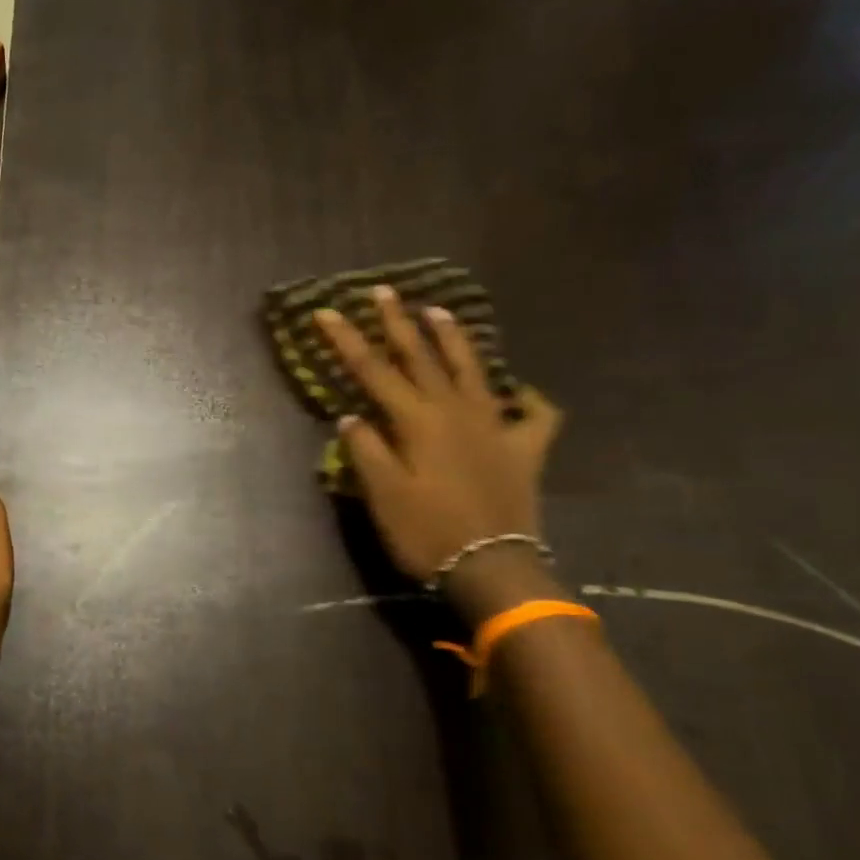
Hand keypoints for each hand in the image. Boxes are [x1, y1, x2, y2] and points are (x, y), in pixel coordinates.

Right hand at [314, 286, 560, 589]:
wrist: (492, 569)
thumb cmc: (427, 533)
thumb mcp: (383, 495)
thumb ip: (366, 450)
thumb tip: (351, 417)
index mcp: (418, 421)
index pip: (374, 371)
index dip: (348, 340)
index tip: (326, 312)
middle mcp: (457, 412)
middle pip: (422, 358)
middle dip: (399, 322)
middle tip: (384, 291)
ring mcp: (495, 427)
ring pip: (473, 371)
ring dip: (454, 339)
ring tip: (440, 311)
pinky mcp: (524, 450)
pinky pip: (533, 415)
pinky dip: (526, 400)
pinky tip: (519, 393)